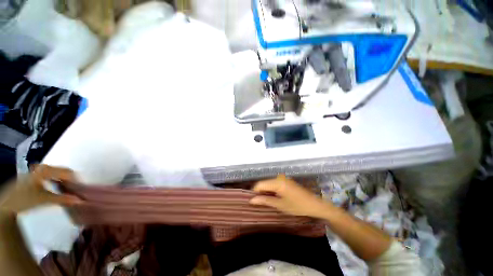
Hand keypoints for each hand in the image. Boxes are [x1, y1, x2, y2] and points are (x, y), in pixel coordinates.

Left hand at [0, 165, 82, 213]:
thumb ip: (62, 199)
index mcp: (46, 170)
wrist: (7, 202)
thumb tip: (80, 200)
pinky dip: (57, 180)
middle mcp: (43, 167)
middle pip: (63, 171)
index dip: (76, 180)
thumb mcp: (44, 200)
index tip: (81, 188)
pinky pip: (51, 175)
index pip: (67, 172)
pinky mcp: (36, 175)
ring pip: (57, 173)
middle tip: (76, 189)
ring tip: (68, 189)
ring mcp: (38, 171)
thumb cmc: (26, 199)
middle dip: (71, 180)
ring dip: (65, 180)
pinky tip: (58, 187)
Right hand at [250, 175, 332, 217]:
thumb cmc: (297, 206)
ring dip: (266, 192)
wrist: (315, 204)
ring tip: (268, 202)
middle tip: (261, 203)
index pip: (259, 185)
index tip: (254, 202)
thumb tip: (251, 200)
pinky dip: (272, 190)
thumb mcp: (280, 205)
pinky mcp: (286, 180)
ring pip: (269, 184)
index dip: (255, 193)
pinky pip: (274, 184)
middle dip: (261, 192)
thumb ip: (264, 201)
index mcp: (276, 182)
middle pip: (264, 183)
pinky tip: (275, 198)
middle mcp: (278, 177)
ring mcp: (283, 178)